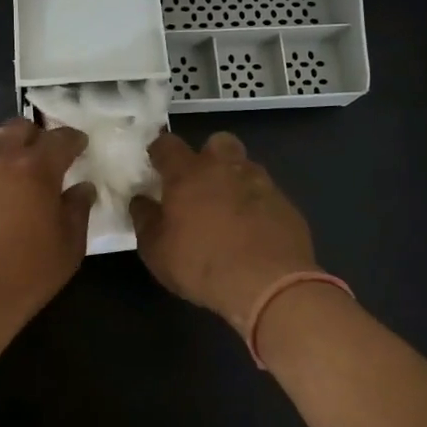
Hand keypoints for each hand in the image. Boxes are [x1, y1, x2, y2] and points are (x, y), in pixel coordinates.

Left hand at [0, 118, 95, 336]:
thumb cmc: (24, 275)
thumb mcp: (68, 248)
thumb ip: (77, 210)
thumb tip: (82, 188)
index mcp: (34, 168)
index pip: (60, 138)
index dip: (73, 139)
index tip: (79, 146)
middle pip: (17, 128)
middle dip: (33, 137)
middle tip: (41, 159)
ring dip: (1, 160)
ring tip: (5, 188)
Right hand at [130, 131, 319, 336]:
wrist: (269, 284)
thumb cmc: (202, 265)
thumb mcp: (156, 251)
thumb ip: (145, 220)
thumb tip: (140, 201)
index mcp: (188, 174)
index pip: (167, 144)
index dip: (160, 152)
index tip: (156, 165)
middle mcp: (225, 168)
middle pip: (217, 142)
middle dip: (207, 155)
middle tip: (199, 184)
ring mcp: (260, 183)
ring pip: (245, 166)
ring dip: (234, 180)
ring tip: (228, 211)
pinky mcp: (286, 204)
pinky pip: (266, 194)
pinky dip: (257, 205)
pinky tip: (253, 231)